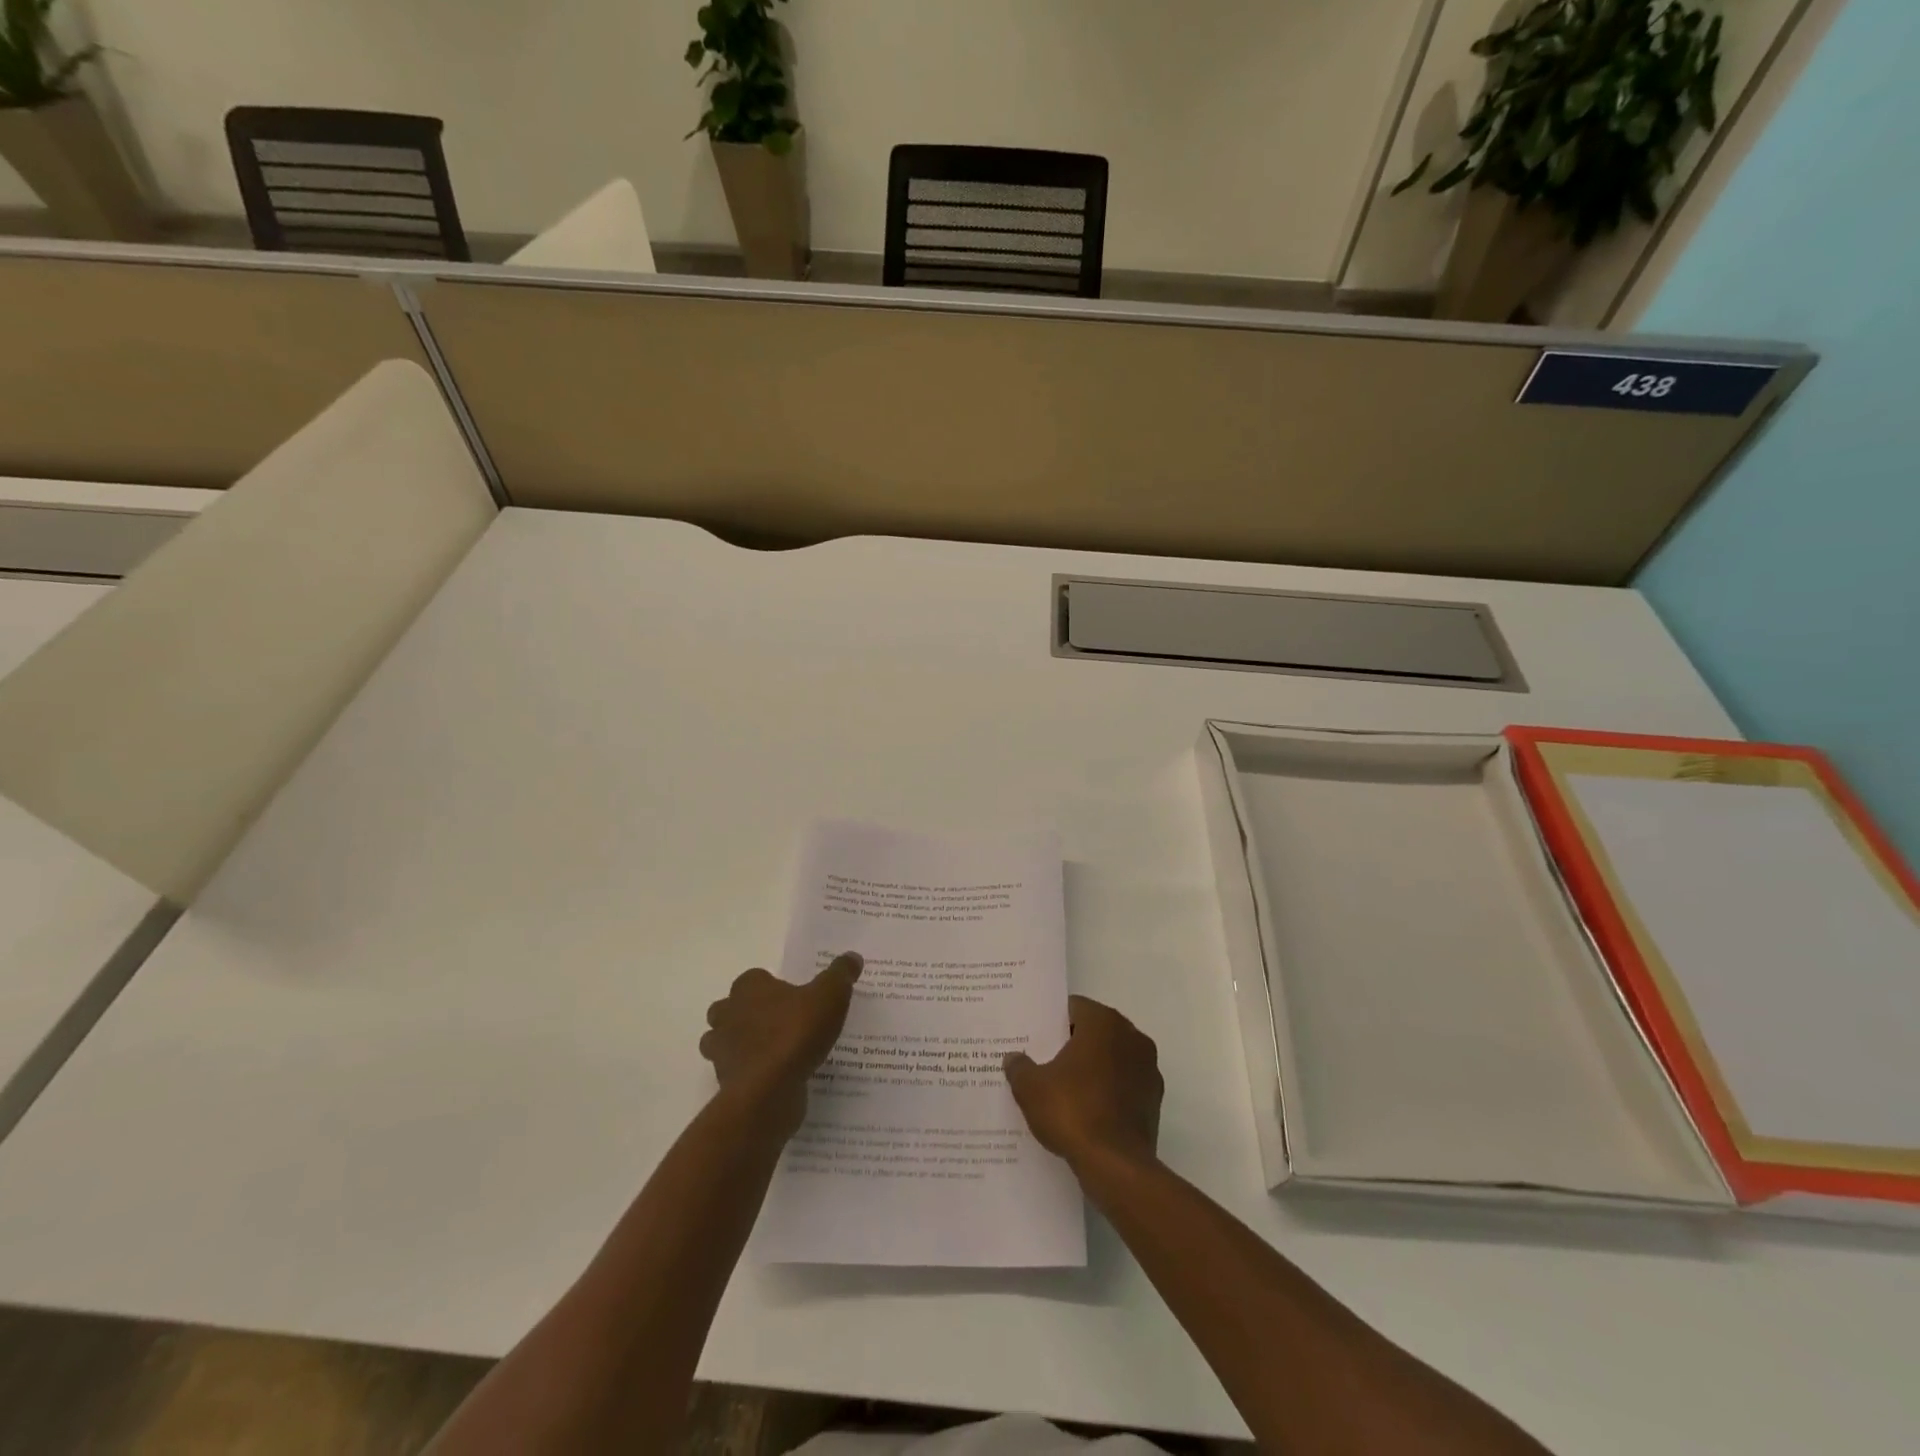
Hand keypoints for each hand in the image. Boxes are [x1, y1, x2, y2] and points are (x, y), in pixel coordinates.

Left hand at [700, 955, 862, 1134]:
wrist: (769, 1091)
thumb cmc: (795, 1033)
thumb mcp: (830, 996)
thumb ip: (840, 974)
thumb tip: (852, 956)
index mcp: (749, 988)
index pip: (754, 978)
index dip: (771, 986)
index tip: (793, 997)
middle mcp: (727, 1014)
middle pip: (731, 1008)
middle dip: (748, 1013)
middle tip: (780, 1022)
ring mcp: (721, 1050)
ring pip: (725, 1041)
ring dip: (742, 1044)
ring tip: (774, 1051)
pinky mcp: (725, 1081)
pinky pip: (736, 1072)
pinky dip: (749, 1073)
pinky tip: (775, 1078)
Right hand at [1004, 995, 1162, 1174]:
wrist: (1116, 1166)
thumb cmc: (1072, 1112)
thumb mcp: (1031, 1088)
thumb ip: (1019, 1067)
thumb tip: (1014, 1058)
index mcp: (1104, 1022)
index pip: (1074, 1008)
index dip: (1053, 1022)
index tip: (1036, 1037)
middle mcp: (1132, 1036)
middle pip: (1095, 1031)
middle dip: (1072, 1044)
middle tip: (1045, 1060)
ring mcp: (1148, 1068)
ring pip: (1112, 1058)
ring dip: (1093, 1068)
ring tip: (1064, 1088)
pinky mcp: (1154, 1100)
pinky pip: (1124, 1085)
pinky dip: (1108, 1091)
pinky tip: (1086, 1111)